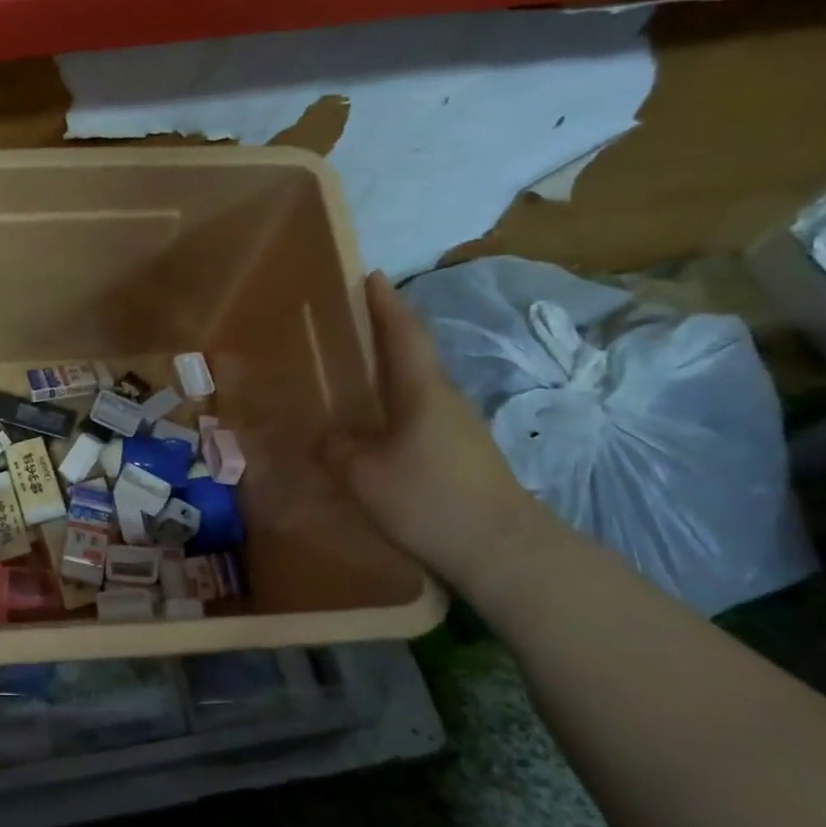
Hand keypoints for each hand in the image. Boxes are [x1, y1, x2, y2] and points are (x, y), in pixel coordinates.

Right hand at [327, 271, 555, 589]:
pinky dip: (397, 410)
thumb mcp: (363, 475)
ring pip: (418, 390)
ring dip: (391, 376)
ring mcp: (460, 429)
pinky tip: (378, 430)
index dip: (385, 303)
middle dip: (386, 336)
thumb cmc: (429, 499)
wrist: (503, 552)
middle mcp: (445, 400)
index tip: (372, 274)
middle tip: (352, 326)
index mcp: (422, 391)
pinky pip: (421, 418)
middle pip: (413, 357)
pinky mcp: (464, 456)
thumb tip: (323, 437)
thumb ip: (336, 449)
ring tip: (357, 378)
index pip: (403, 334)